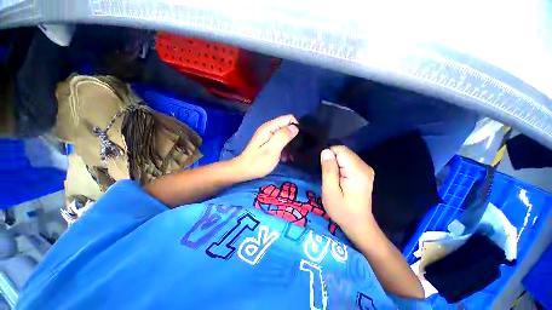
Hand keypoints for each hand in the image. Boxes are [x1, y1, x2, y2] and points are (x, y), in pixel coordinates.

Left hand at [234, 115, 298, 180]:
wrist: (244, 170)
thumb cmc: (258, 162)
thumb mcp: (272, 150)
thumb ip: (283, 137)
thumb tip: (295, 127)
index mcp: (269, 127)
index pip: (288, 118)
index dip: (296, 126)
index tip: (299, 139)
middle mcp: (269, 128)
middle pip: (287, 126)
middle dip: (294, 136)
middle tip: (296, 149)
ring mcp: (268, 135)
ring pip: (284, 134)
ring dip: (290, 144)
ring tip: (291, 156)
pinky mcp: (268, 142)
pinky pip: (280, 141)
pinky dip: (284, 148)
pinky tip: (285, 157)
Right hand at [320, 146, 375, 240]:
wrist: (358, 224)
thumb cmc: (342, 210)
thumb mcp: (329, 191)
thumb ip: (328, 170)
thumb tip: (326, 151)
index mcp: (356, 171)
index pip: (340, 150)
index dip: (329, 156)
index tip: (324, 169)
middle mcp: (364, 166)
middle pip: (344, 152)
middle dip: (332, 160)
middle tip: (328, 176)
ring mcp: (367, 169)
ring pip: (346, 156)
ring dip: (336, 163)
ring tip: (333, 178)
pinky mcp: (365, 172)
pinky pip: (349, 161)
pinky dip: (341, 166)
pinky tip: (340, 178)